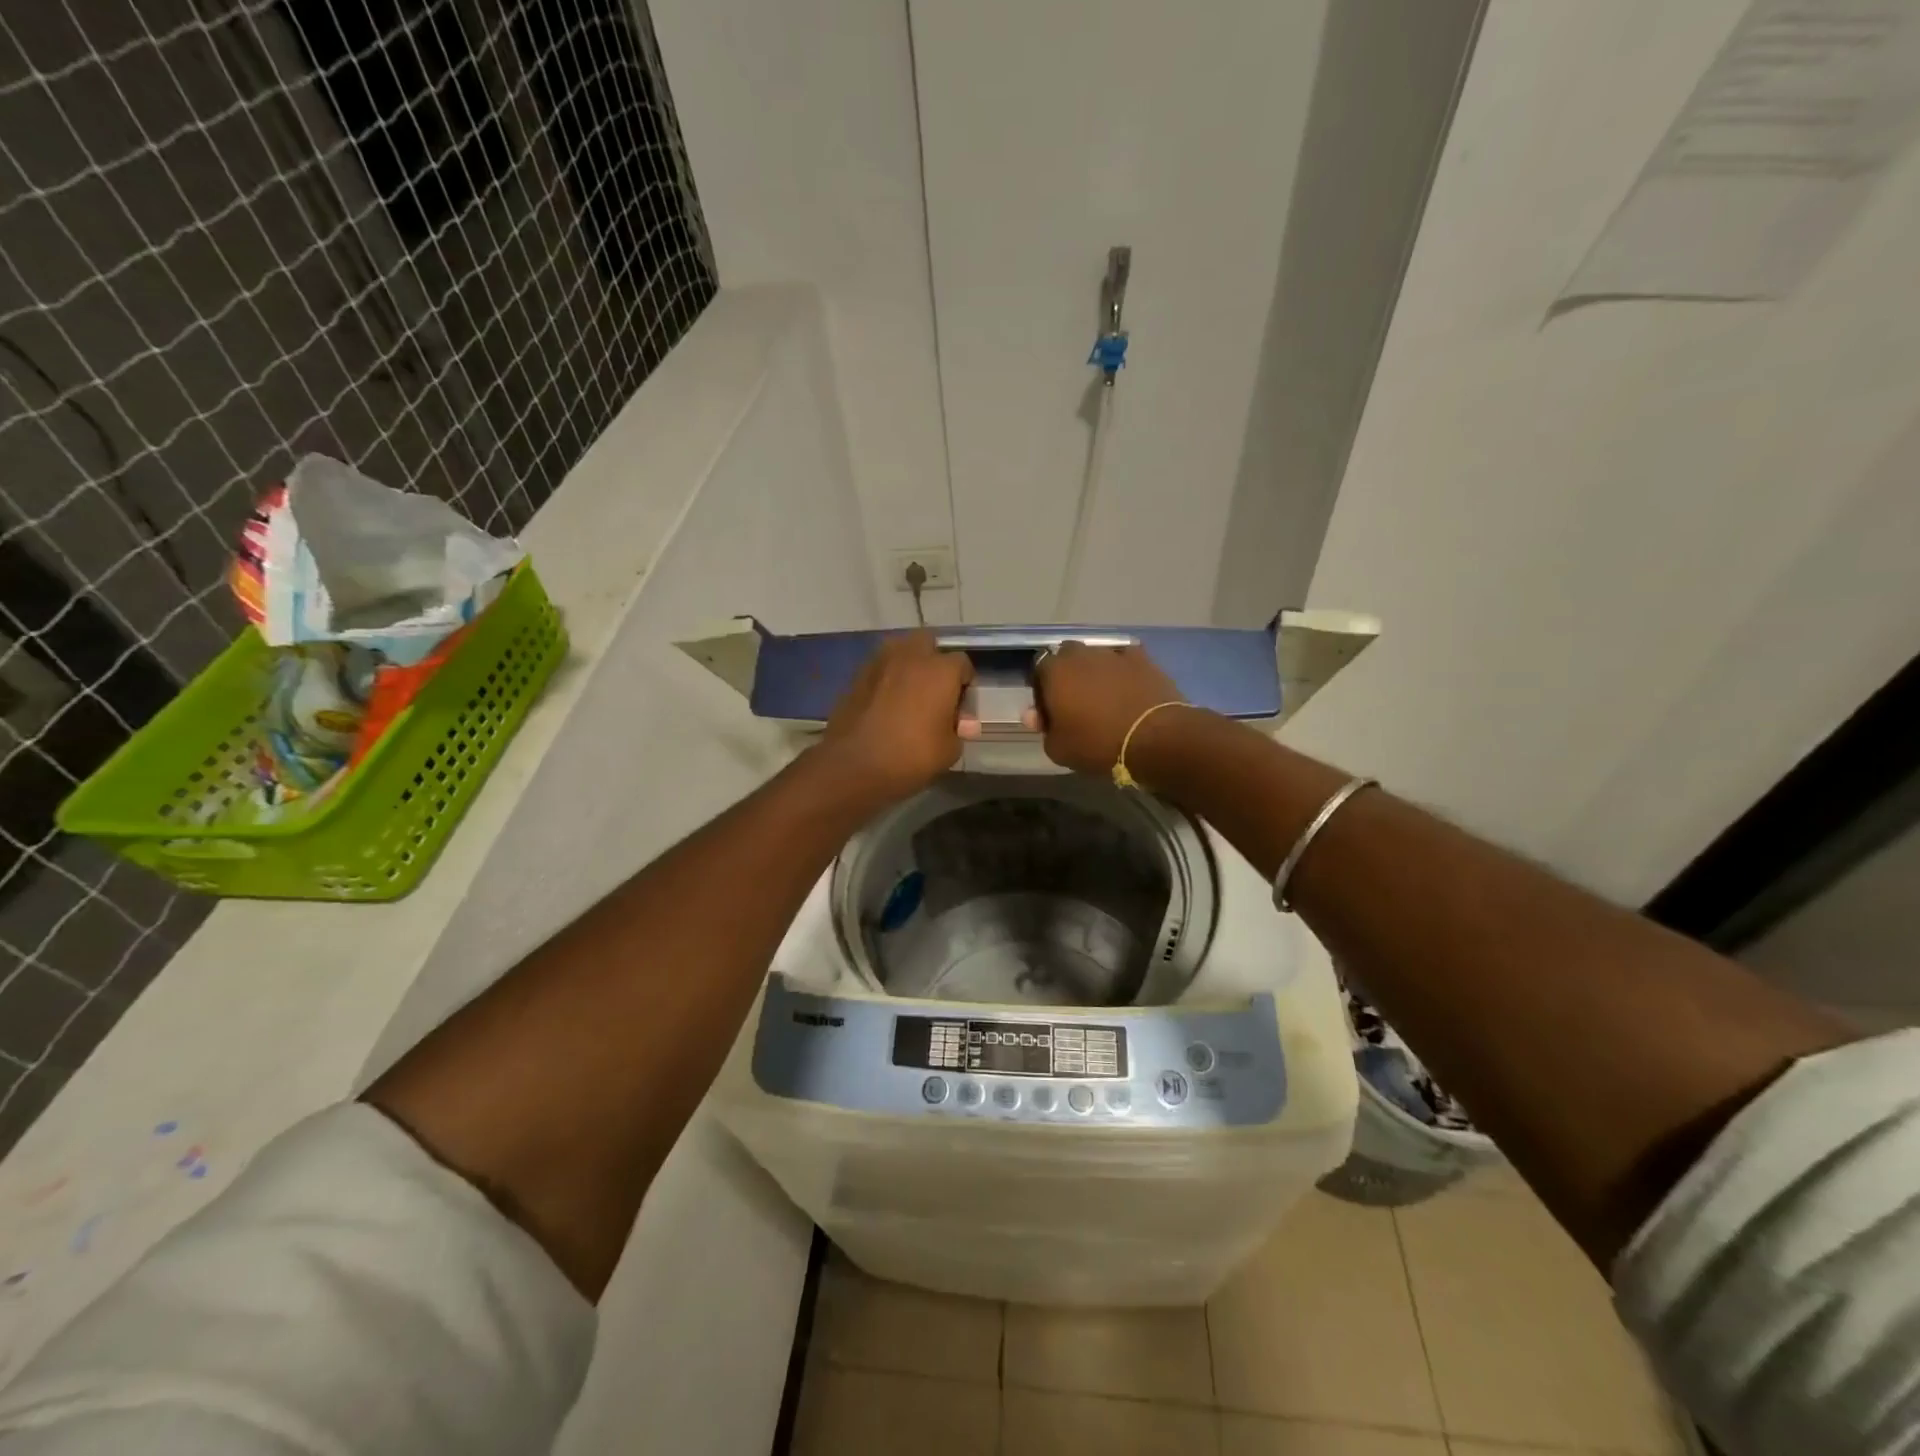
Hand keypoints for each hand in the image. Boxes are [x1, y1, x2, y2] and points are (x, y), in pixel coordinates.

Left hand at [817, 631, 975, 804]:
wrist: (852, 765)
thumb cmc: (910, 756)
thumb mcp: (949, 751)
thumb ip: (959, 730)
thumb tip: (962, 722)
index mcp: (940, 670)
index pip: (963, 664)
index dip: (965, 685)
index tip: (960, 708)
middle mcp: (910, 656)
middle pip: (928, 643)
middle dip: (935, 661)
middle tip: (935, 691)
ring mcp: (879, 663)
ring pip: (900, 650)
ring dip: (908, 665)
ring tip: (910, 695)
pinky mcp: (856, 676)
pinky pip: (880, 669)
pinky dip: (887, 679)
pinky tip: (886, 704)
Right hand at [1030, 641, 1185, 776]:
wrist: (1156, 738)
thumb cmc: (1098, 744)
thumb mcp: (1058, 749)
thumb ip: (1043, 728)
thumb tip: (1035, 715)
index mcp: (1055, 670)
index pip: (1038, 670)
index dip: (1042, 691)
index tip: (1049, 712)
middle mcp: (1082, 653)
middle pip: (1067, 658)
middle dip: (1067, 676)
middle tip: (1074, 703)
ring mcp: (1114, 653)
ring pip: (1096, 658)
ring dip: (1094, 673)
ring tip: (1103, 699)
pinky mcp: (1143, 659)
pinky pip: (1124, 661)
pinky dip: (1122, 672)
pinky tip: (1127, 691)